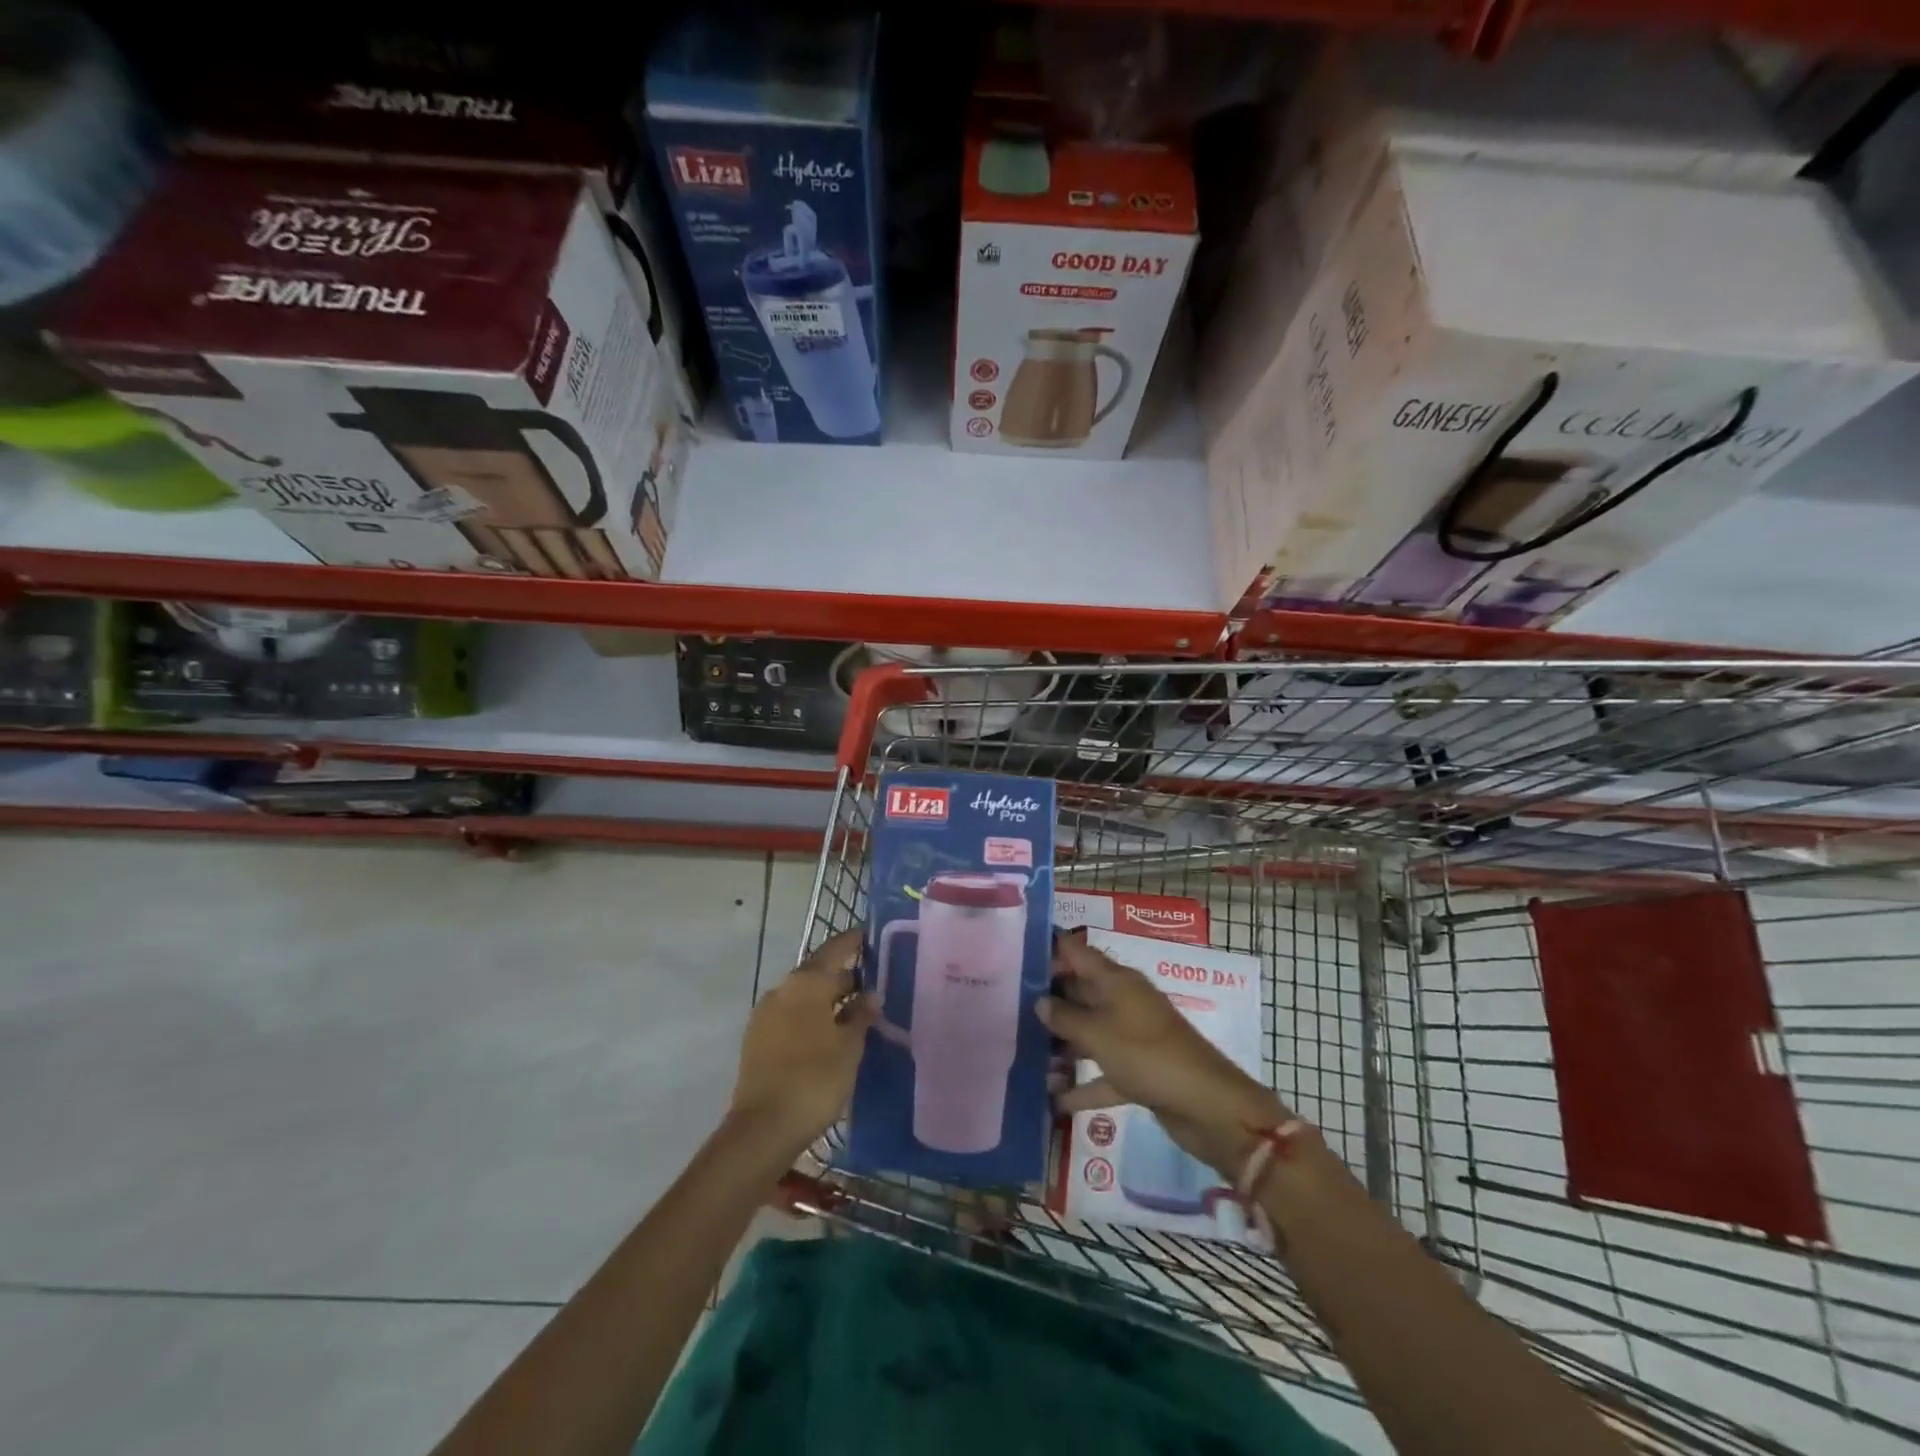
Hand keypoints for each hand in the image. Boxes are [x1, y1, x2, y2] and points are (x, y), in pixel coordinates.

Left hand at [728, 929, 875, 1162]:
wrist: (763, 1128)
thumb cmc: (815, 1078)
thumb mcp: (849, 1045)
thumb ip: (861, 1015)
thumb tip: (870, 994)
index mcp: (806, 982)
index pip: (835, 949)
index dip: (853, 941)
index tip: (870, 935)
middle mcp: (782, 989)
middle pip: (818, 972)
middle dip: (843, 976)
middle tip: (872, 983)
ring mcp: (765, 1014)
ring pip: (803, 995)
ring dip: (827, 999)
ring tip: (854, 1011)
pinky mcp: (757, 1039)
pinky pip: (791, 1015)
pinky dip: (811, 1016)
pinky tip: (829, 1033)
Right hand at [1038, 930, 1287, 1176]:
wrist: (1208, 1106)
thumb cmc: (1148, 1056)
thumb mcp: (1099, 1034)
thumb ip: (1065, 1016)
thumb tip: (1040, 1000)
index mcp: (1117, 981)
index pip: (1078, 953)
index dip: (1050, 949)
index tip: (1016, 954)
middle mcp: (1123, 1002)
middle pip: (1080, 992)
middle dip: (1048, 1000)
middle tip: (1006, 1008)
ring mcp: (1132, 1037)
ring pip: (1089, 1033)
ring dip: (1061, 1044)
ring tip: (1022, 1053)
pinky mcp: (1138, 1071)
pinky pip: (1102, 1073)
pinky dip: (1082, 1085)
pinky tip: (1052, 1100)